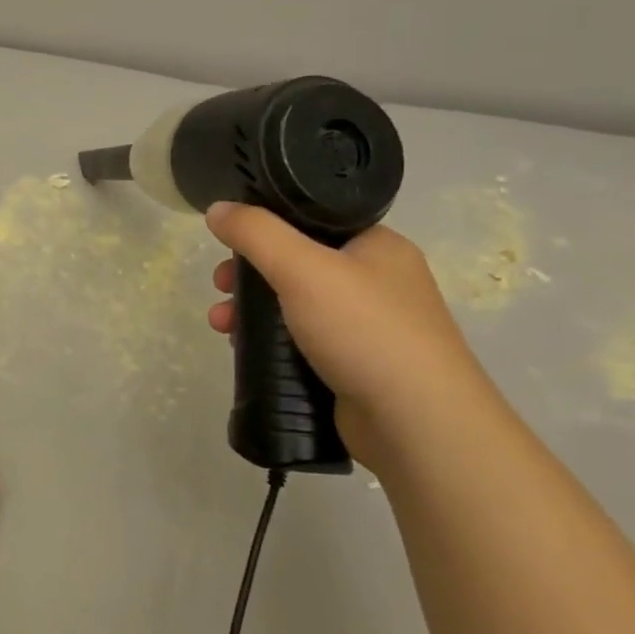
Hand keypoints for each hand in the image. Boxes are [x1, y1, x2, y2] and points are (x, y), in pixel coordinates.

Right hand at [203, 203, 499, 474]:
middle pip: (297, 264)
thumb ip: (255, 233)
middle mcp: (377, 282)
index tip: (229, 243)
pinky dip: (270, 342)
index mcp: (377, 247)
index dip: (265, 227)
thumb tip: (216, 208)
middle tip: (221, 286)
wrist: (418, 424)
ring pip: (294, 306)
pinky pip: (302, 342)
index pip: (313, 220)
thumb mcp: (302, 268)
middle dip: (249, 274)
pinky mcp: (355, 367)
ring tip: (221, 325)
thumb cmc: (365, 331)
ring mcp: (368, 328)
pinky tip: (244, 350)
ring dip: (251, 310)